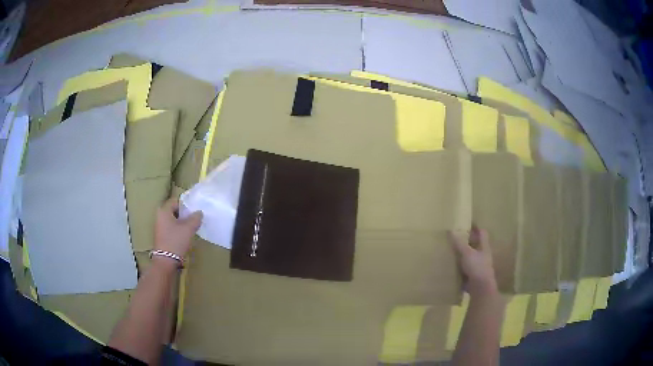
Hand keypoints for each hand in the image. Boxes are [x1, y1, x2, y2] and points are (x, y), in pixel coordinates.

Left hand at [154, 197, 202, 259]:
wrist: (166, 261)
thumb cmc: (176, 241)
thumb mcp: (188, 228)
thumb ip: (195, 218)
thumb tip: (199, 212)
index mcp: (164, 210)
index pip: (176, 200)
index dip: (186, 204)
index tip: (196, 209)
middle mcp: (159, 216)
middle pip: (175, 210)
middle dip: (185, 213)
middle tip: (196, 218)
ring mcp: (160, 226)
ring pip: (174, 219)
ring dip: (183, 222)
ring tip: (192, 226)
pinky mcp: (162, 235)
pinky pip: (172, 227)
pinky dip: (179, 228)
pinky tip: (186, 234)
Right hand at [449, 226, 497, 296]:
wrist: (480, 288)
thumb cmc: (477, 267)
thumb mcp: (467, 253)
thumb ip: (459, 243)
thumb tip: (451, 230)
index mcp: (484, 247)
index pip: (482, 233)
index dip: (476, 228)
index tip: (467, 224)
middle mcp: (483, 255)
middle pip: (476, 245)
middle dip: (468, 241)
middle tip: (456, 237)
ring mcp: (479, 266)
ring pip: (471, 256)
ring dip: (463, 254)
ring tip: (451, 250)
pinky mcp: (473, 275)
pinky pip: (466, 268)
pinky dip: (460, 266)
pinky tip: (452, 266)